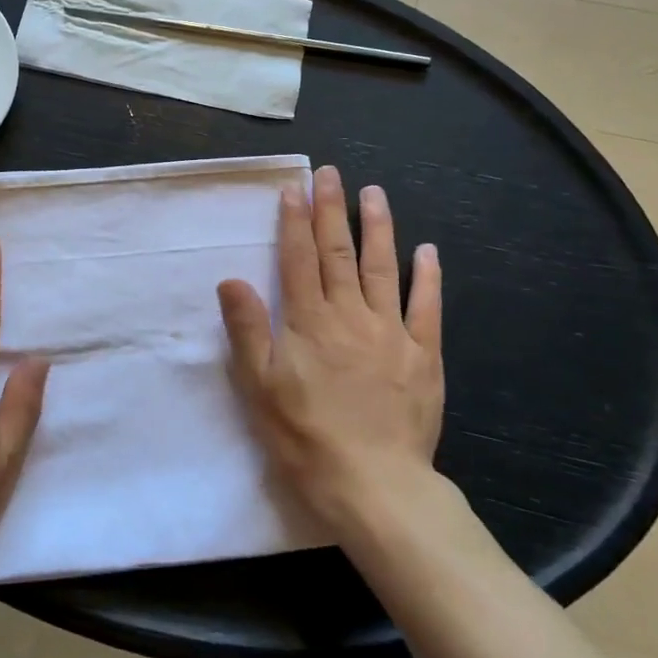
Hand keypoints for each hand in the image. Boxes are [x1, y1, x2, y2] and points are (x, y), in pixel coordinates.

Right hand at [217, 165, 445, 546]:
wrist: (373, 485)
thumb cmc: (306, 436)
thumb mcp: (259, 387)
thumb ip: (247, 329)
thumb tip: (230, 279)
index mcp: (308, 322)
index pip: (298, 259)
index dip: (293, 221)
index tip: (294, 188)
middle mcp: (349, 315)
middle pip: (338, 252)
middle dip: (331, 210)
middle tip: (330, 173)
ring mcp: (390, 332)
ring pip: (382, 268)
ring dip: (377, 228)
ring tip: (375, 193)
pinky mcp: (423, 355)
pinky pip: (426, 308)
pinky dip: (427, 277)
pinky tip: (426, 251)